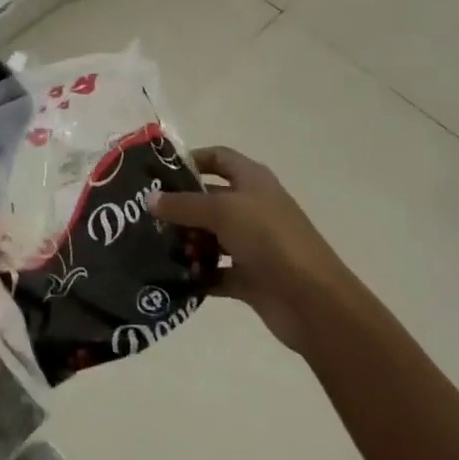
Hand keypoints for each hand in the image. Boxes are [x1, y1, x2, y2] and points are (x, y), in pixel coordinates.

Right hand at [149, 146, 345, 352]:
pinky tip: (171, 278)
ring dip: (187, 242)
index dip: (192, 160)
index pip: (219, 158)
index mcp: (253, 181)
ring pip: (211, 237)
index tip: (159, 172)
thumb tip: (149, 199)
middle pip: (210, 199)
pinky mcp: (250, 278)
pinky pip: (216, 272)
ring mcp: (252, 244)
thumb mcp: (222, 211)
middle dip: (180, 207)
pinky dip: (198, 275)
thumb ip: (183, 204)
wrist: (313, 301)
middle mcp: (252, 208)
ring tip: (154, 249)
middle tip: (145, 215)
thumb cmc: (269, 239)